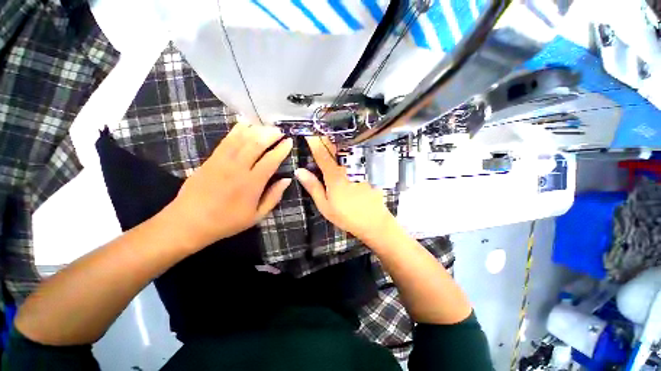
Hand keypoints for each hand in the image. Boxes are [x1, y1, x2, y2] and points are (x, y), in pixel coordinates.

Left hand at [166, 122, 292, 248]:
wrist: (189, 222)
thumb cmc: (227, 221)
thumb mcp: (257, 216)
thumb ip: (274, 197)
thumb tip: (287, 179)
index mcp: (252, 184)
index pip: (271, 160)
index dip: (282, 149)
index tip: (289, 141)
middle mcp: (238, 168)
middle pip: (256, 144)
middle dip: (270, 134)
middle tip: (280, 130)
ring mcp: (222, 161)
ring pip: (241, 138)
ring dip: (256, 130)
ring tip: (266, 126)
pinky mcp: (211, 158)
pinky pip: (226, 140)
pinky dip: (237, 130)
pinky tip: (245, 124)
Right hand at [295, 136, 396, 242]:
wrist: (374, 221)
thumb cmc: (346, 215)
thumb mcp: (325, 205)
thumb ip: (313, 187)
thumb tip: (299, 171)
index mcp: (334, 175)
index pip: (322, 154)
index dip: (314, 142)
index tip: (309, 132)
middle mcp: (347, 167)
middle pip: (336, 147)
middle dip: (327, 138)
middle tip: (320, 132)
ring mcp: (359, 168)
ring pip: (347, 149)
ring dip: (338, 142)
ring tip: (331, 137)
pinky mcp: (368, 171)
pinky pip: (356, 156)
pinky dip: (349, 150)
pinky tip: (347, 150)